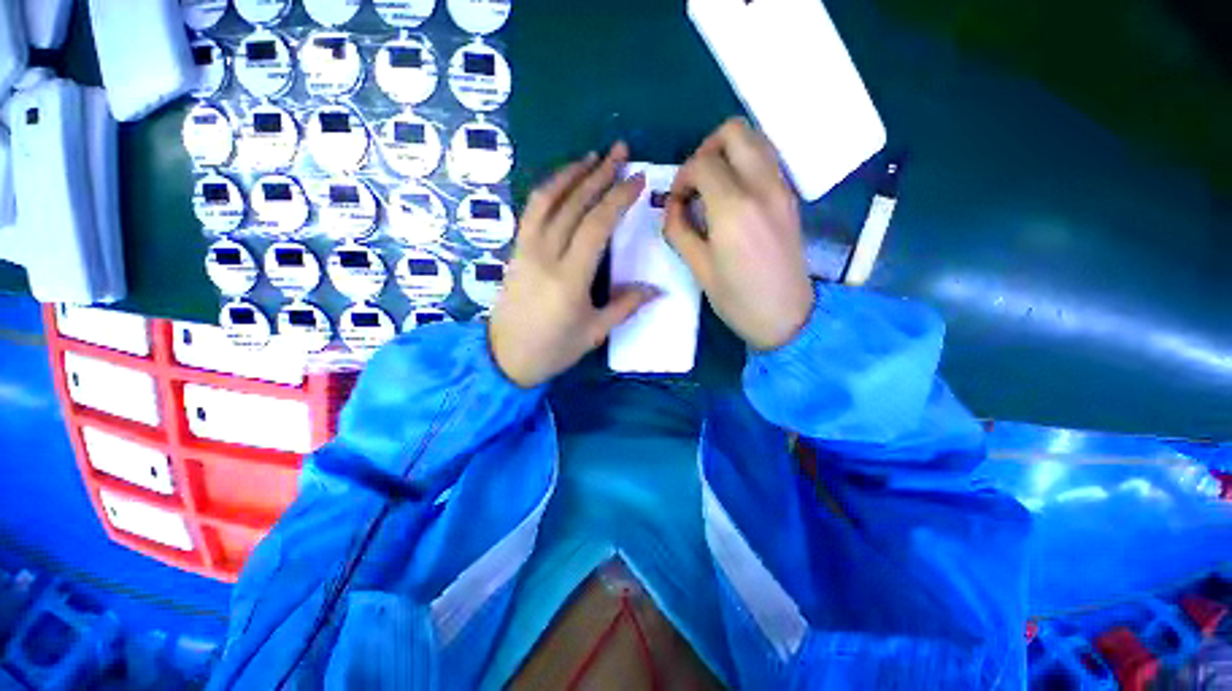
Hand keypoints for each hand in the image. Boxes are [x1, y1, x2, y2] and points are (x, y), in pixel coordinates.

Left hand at [489, 144, 658, 387]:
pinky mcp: (516, 250)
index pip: (596, 226)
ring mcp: (526, 250)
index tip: (637, 179)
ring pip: (547, 200)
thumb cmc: (553, 349)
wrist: (504, 357)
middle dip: (599, 174)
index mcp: (569, 279)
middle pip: (573, 205)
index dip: (618, 199)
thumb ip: (625, 305)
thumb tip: (658, 289)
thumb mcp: (594, 333)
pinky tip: (563, 182)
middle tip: (620, 151)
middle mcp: (545, 256)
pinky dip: (549, 190)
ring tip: (592, 157)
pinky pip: (532, 211)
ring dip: (571, 174)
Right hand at [664, 118, 814, 350]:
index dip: (682, 177)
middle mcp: (762, 187)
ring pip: (756, 140)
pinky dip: (745, 165)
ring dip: (728, 153)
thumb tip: (673, 206)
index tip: (677, 202)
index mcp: (733, 208)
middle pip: (734, 132)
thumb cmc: (738, 300)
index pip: (702, 163)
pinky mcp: (790, 197)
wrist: (787, 317)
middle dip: (706, 149)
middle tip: (695, 183)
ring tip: (713, 188)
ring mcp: (781, 189)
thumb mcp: (698, 268)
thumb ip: (679, 229)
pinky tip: (733, 197)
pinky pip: (767, 161)